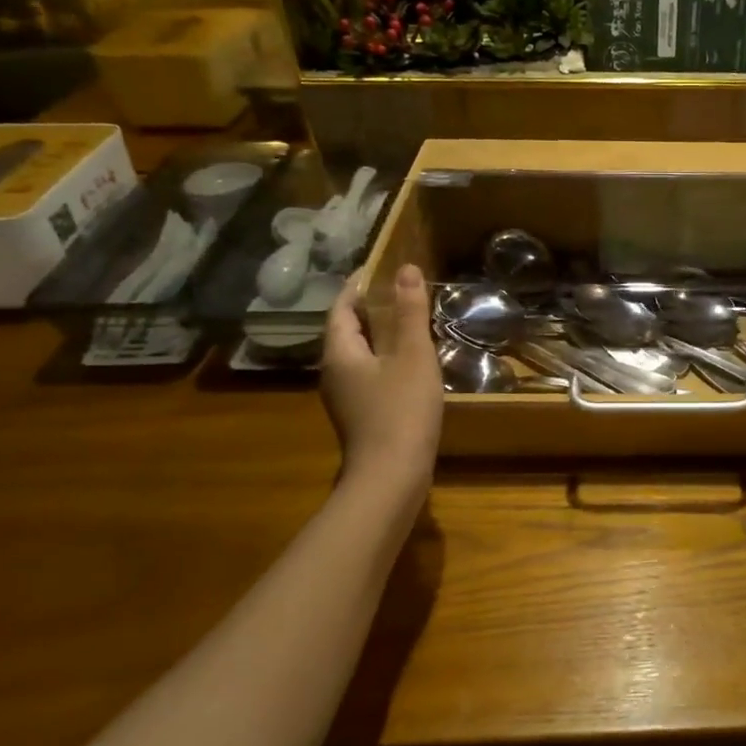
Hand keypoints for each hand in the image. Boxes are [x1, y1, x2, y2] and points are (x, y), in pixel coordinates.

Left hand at [321, 265, 442, 491]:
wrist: (391, 477)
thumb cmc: (401, 410)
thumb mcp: (412, 355)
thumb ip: (409, 312)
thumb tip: (404, 268)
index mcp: (339, 353)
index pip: (341, 308)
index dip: (359, 286)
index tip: (380, 269)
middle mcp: (334, 373)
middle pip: (347, 331)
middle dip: (371, 310)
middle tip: (401, 292)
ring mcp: (345, 398)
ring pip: (359, 355)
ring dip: (380, 336)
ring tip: (409, 322)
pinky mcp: (360, 416)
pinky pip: (369, 375)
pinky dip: (386, 360)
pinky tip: (411, 364)